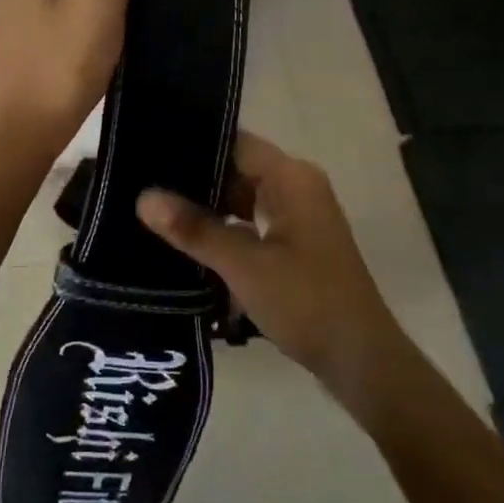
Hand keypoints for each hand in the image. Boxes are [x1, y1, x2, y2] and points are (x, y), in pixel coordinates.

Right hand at [136, 131, 410, 407]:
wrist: (360, 359)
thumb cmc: (306, 302)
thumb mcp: (244, 265)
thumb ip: (195, 229)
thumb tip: (144, 197)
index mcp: (292, 177)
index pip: (235, 142)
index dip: (193, 143)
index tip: (149, 149)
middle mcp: (297, 186)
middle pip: (237, 168)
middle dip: (194, 179)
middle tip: (142, 183)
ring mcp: (299, 216)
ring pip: (242, 198)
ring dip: (208, 207)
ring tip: (156, 211)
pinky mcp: (296, 243)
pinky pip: (252, 222)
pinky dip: (225, 229)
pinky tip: (189, 242)